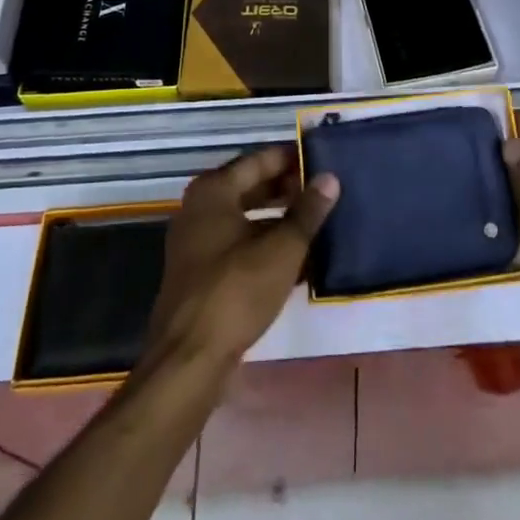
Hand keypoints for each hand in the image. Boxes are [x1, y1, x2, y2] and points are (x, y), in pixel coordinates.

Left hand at [141, 146, 339, 378]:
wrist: (189, 360)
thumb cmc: (236, 291)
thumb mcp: (282, 249)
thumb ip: (307, 211)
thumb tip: (330, 178)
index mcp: (214, 191)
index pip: (259, 160)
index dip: (291, 159)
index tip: (322, 160)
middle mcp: (199, 209)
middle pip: (250, 187)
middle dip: (287, 190)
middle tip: (324, 192)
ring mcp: (196, 243)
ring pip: (246, 219)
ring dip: (279, 220)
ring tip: (317, 223)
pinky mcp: (201, 274)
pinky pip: (239, 246)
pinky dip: (265, 246)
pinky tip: (297, 259)